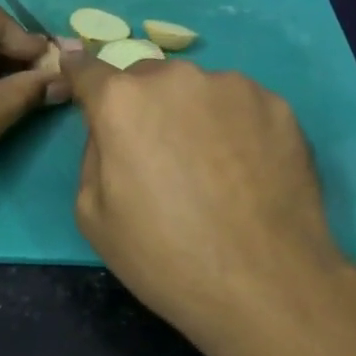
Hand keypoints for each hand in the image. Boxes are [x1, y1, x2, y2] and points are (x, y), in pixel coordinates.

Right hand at [60, 51, 349, 345]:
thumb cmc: (165, 257)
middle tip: (158, 155)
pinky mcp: (278, 106)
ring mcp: (234, 87)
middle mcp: (177, 78)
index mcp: (123, 102)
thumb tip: (111, 132)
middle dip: (143, 105)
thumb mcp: (93, 216)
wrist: (266, 284)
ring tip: (210, 169)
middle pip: (147, 79)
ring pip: (198, 91)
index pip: (89, 71)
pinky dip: (235, 128)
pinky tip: (246, 172)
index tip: (77, 71)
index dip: (80, 74)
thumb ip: (93, 155)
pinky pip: (240, 107)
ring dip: (192, 115)